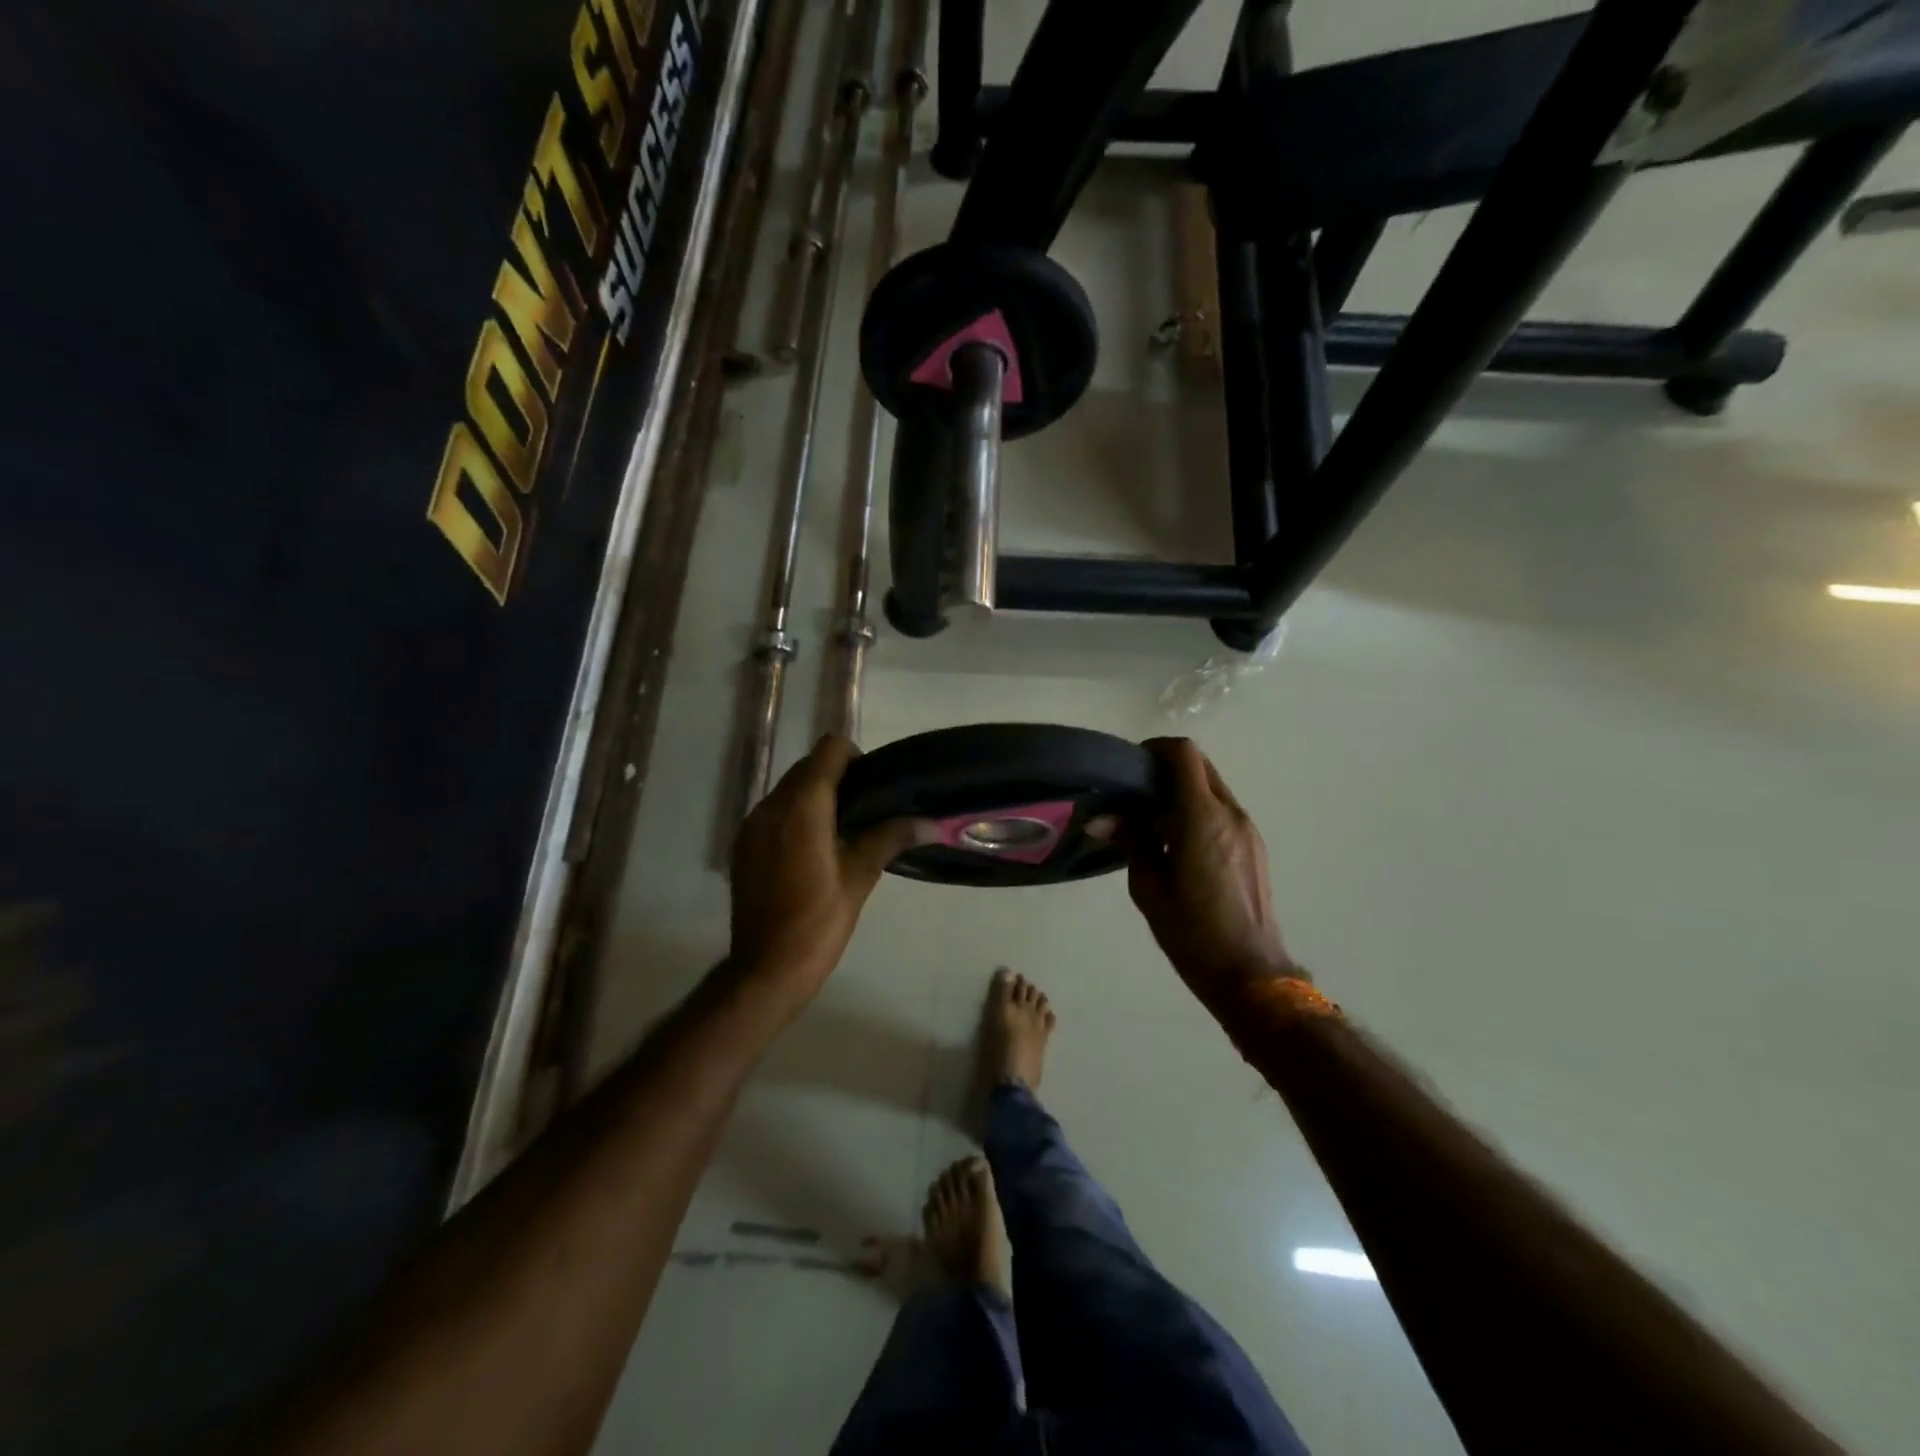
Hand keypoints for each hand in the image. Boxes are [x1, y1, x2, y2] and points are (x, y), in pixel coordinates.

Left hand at [730, 735, 921, 1007]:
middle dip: (836, 778)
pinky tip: (811, 851)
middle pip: (807, 767)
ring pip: (788, 789)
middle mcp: (771, 806)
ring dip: (814, 797)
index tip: (873, 786)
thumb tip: (930, 822)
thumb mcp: (859, 878)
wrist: (766, 969)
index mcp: (803, 808)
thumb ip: (890, 838)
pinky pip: (772, 812)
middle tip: (864, 812)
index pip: (829, 750)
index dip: (854, 758)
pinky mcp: (742, 845)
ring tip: (840, 832)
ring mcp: (751, 825)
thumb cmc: (818, 923)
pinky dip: (794, 816)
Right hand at [1124, 738, 1300, 1002]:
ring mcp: (1247, 829)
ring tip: (1153, 824)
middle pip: (1200, 765)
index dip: (1155, 749)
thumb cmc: (1192, 933)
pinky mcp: (1254, 846)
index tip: (1131, 767)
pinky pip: (1223, 810)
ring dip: (1183, 792)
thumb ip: (1130, 842)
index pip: (1183, 754)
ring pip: (1213, 787)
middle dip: (1167, 769)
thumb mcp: (1149, 888)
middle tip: (1136, 794)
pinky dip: (1199, 810)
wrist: (1251, 973)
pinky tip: (1179, 845)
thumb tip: (1101, 818)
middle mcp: (1230, 813)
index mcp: (1201, 818)